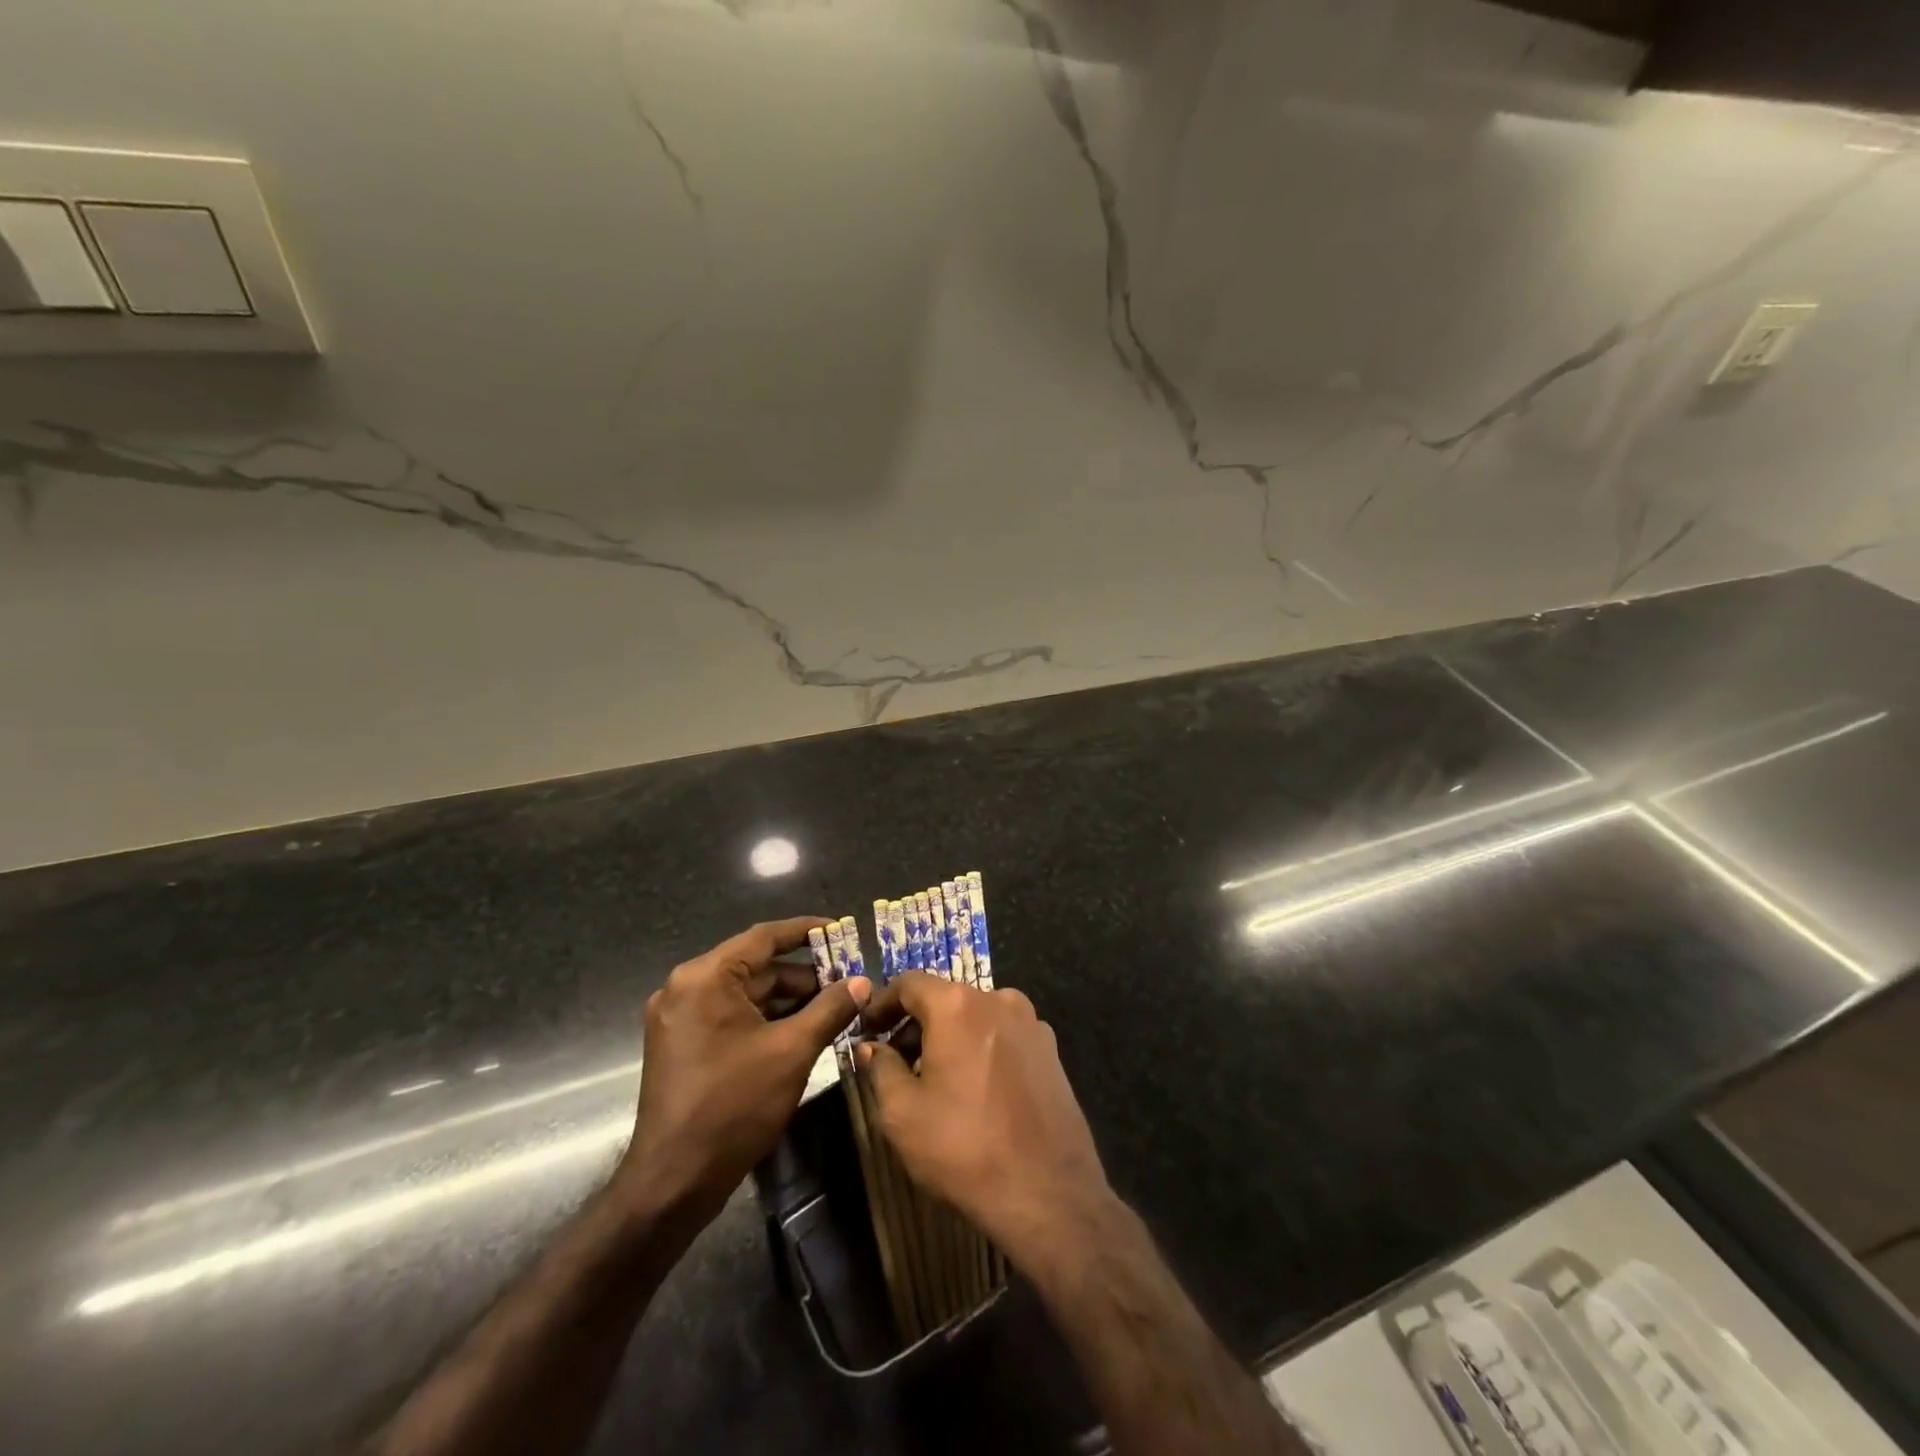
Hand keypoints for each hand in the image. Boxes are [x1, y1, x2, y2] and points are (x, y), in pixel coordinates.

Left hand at [615, 917, 868, 1225]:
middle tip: (847, 980)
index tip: (840, 928)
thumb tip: (862, 982)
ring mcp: (679, 1017)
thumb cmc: (734, 1106)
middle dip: (803, 974)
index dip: (805, 931)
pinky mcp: (681, 1043)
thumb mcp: (792, 1051)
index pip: (763, 937)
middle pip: (755, 966)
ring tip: (833, 1006)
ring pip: (745, 993)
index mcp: (705, 977)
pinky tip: (802, 1029)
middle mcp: (686, 987)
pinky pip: (731, 1015)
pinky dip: (765, 1018)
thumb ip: (830, 1009)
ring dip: (787, 999)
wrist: (673, 1181)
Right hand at [858, 972, 1115, 1266]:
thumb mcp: (902, 1113)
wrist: (1048, 1193)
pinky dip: (982, 1048)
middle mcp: (998, 999)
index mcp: (958, 1005)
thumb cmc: (964, 1148)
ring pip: (977, 1017)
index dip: (882, 1003)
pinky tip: (976, 1089)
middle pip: (946, 998)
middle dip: (916, 1024)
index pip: (909, 984)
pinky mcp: (1051, 1051)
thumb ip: (880, 1068)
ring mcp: (1031, 1023)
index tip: (867, 1029)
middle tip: (896, 1061)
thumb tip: (871, 1047)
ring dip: (951, 1037)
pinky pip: (1004, 1036)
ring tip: (936, 1078)